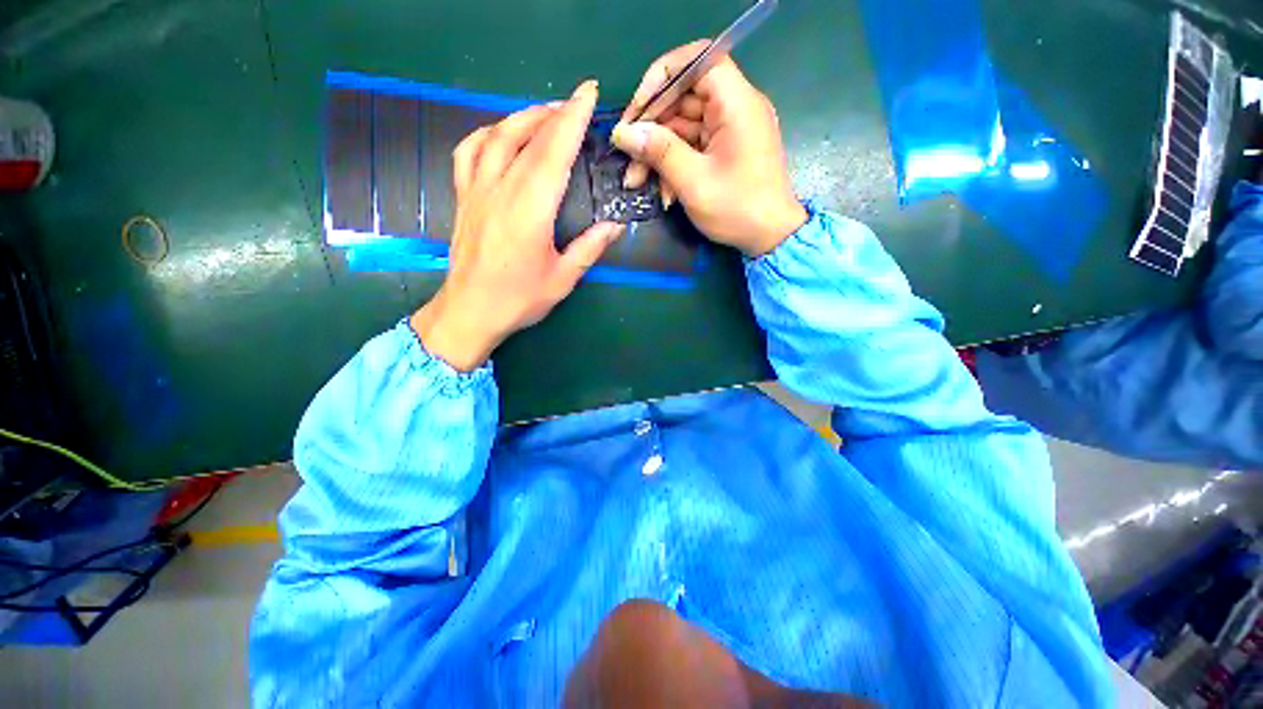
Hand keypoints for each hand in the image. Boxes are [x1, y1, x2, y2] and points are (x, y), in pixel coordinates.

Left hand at [411, 81, 624, 371]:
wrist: (470, 312)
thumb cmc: (519, 299)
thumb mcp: (562, 279)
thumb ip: (589, 248)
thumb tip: (614, 226)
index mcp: (530, 210)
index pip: (554, 153)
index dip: (573, 119)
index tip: (588, 94)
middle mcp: (501, 190)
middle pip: (527, 137)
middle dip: (553, 113)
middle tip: (575, 104)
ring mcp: (476, 190)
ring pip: (496, 136)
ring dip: (522, 118)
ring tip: (543, 114)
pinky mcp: (463, 197)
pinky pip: (468, 152)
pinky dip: (486, 134)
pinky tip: (500, 135)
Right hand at [613, 41, 806, 256]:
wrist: (770, 237)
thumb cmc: (737, 209)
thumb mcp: (693, 182)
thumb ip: (659, 152)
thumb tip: (623, 132)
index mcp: (736, 103)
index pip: (698, 60)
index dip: (663, 77)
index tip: (638, 109)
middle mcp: (734, 108)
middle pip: (684, 98)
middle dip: (652, 128)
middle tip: (627, 156)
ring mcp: (729, 130)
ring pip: (683, 127)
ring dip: (657, 153)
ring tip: (636, 181)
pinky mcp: (725, 150)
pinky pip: (692, 147)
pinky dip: (674, 165)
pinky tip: (663, 192)